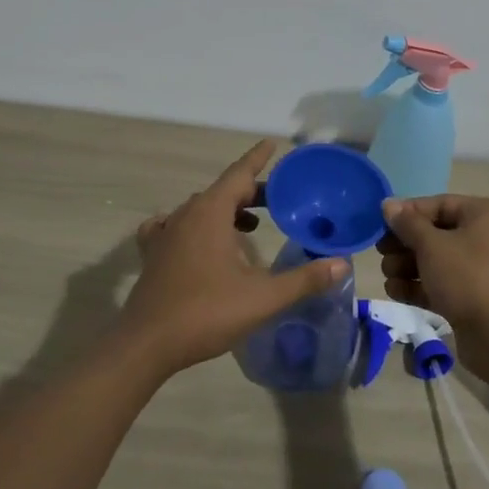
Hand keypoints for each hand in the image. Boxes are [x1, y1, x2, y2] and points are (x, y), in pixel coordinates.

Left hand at [124, 140, 349, 375]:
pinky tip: (198, 240)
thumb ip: (304, 279)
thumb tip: (341, 264)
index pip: (239, 174)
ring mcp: (165, 234)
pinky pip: (174, 226)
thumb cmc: (206, 312)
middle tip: (278, 200)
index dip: (258, 158)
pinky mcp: (153, 254)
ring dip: (226, 209)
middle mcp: (186, 214)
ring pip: (200, 208)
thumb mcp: (263, 297)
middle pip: (222, 190)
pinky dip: (193, 225)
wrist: (147, 345)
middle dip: (250, 191)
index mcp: (211, 212)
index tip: (272, 143)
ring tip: (249, 224)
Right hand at [377, 195, 488, 383]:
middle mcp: (488, 236)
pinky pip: (443, 284)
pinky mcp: (476, 298)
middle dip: (405, 245)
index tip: (379, 226)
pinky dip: (420, 286)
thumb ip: (408, 224)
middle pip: (437, 233)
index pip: (439, 204)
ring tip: (387, 276)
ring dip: (408, 267)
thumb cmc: (470, 279)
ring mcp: (483, 270)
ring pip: (438, 261)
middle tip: (381, 254)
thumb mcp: (433, 246)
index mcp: (486, 214)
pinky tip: (396, 292)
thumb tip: (388, 203)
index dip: (407, 213)